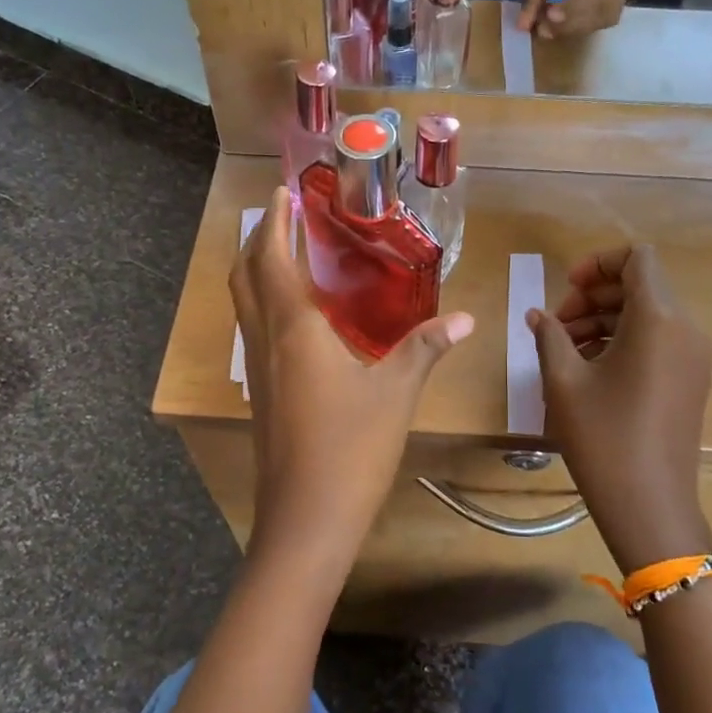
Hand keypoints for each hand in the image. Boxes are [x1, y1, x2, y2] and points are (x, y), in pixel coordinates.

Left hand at [233, 188, 474, 577]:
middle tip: (285, 218)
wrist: (306, 519)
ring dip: (258, 272)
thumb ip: (426, 348)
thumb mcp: (396, 393)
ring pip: (245, 305)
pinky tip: (297, 318)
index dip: (275, 223)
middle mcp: (266, 341)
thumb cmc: (352, 448)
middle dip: (259, 241)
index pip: (273, 259)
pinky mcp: (261, 396)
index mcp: (294, 329)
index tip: (282, 194)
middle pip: (246, 276)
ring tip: (289, 255)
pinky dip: (266, 305)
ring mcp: (258, 371)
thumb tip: (466, 317)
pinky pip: (255, 332)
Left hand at [516, 0, 637, 40]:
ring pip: (610, 14)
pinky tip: (563, 20)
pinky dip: (585, 22)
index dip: (577, 5)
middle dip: (574, 23)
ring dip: (579, 27)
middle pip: (608, 5)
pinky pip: (608, 11)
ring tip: (549, 26)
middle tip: (542, 28)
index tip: (548, 16)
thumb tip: (524, 26)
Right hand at [527, 245, 711, 572]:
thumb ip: (549, 335)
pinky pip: (657, 340)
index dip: (598, 263)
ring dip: (604, 319)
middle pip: (641, 286)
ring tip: (564, 348)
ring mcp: (694, 356)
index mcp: (659, 319)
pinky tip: (588, 367)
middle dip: (594, 295)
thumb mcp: (564, 381)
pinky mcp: (691, 379)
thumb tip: (538, 315)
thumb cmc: (603, 437)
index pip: (637, 258)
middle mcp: (685, 328)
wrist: (650, 504)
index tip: (566, 288)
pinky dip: (623, 340)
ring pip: (647, 313)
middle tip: (556, 324)